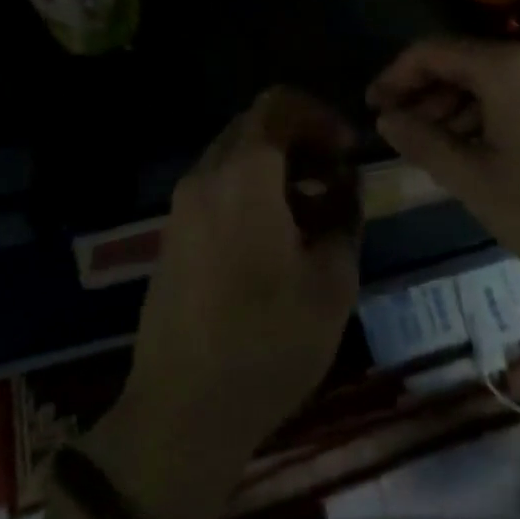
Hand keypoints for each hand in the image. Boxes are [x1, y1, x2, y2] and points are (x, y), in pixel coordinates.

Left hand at [86, 88, 359, 518]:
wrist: (179, 415)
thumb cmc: (265, 343)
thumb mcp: (331, 282)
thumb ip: (345, 216)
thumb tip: (345, 185)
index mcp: (244, 173)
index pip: (279, 104)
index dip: (319, 115)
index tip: (346, 150)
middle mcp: (207, 174)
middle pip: (256, 125)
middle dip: (301, 140)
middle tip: (335, 178)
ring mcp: (183, 204)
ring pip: (236, 155)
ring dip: (277, 166)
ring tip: (312, 212)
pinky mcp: (173, 234)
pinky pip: (217, 186)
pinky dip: (251, 188)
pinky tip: (275, 237)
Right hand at [367, 38, 519, 289]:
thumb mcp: (480, 184)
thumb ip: (427, 145)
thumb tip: (388, 119)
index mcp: (504, 66)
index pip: (432, 52)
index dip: (396, 76)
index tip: (373, 108)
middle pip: (461, 61)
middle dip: (425, 93)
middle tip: (399, 133)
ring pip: (490, 79)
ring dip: (456, 106)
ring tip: (434, 147)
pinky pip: (517, 92)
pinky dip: (488, 113)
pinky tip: (480, 149)